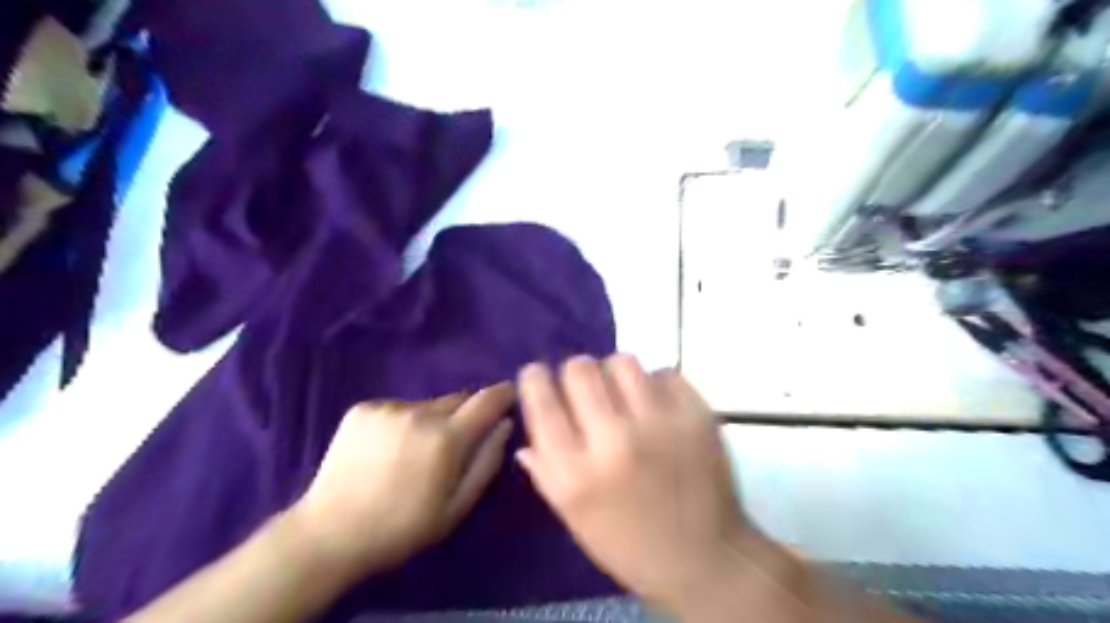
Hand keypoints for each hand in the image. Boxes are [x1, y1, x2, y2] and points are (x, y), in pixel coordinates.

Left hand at [284, 383, 509, 575]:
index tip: (509, 396)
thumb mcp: (456, 507)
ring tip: (414, 452)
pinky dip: (403, 421)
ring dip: (432, 420)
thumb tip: (505, 425)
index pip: (487, 400)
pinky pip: (399, 407)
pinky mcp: (363, 408)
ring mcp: (388, 408)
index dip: (503, 394)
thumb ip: (487, 462)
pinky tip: (386, 449)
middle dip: (465, 415)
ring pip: (428, 404)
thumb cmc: (402, 527)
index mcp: (446, 439)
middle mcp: (420, 412)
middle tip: (453, 445)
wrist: (329, 534)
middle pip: (458, 399)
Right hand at [517, 356, 758, 613]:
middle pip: (580, 369)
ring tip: (622, 394)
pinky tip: (656, 405)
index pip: (543, 402)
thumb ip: (546, 472)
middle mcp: (615, 440)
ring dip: (614, 373)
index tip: (537, 375)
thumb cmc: (630, 545)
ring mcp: (659, 424)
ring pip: (622, 362)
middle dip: (574, 372)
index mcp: (578, 473)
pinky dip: (654, 384)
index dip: (534, 378)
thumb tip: (526, 436)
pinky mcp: (695, 415)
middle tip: (584, 387)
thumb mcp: (575, 519)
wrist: (705, 559)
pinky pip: (664, 374)